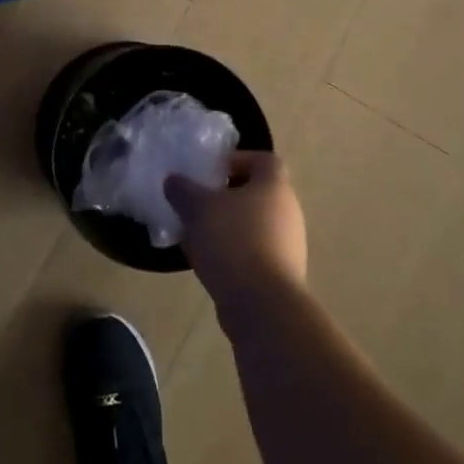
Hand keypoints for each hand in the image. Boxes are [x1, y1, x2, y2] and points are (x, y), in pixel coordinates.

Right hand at [166, 152, 307, 328]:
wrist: (262, 304)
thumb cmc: (233, 241)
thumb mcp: (198, 208)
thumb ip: (183, 190)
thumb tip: (174, 180)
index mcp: (274, 186)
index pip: (263, 159)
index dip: (237, 160)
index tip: (211, 172)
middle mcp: (288, 211)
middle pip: (257, 193)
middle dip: (226, 196)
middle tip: (198, 203)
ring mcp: (289, 245)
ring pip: (254, 224)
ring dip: (227, 226)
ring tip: (197, 235)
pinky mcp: (281, 274)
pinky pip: (254, 252)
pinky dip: (233, 252)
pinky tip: (209, 263)